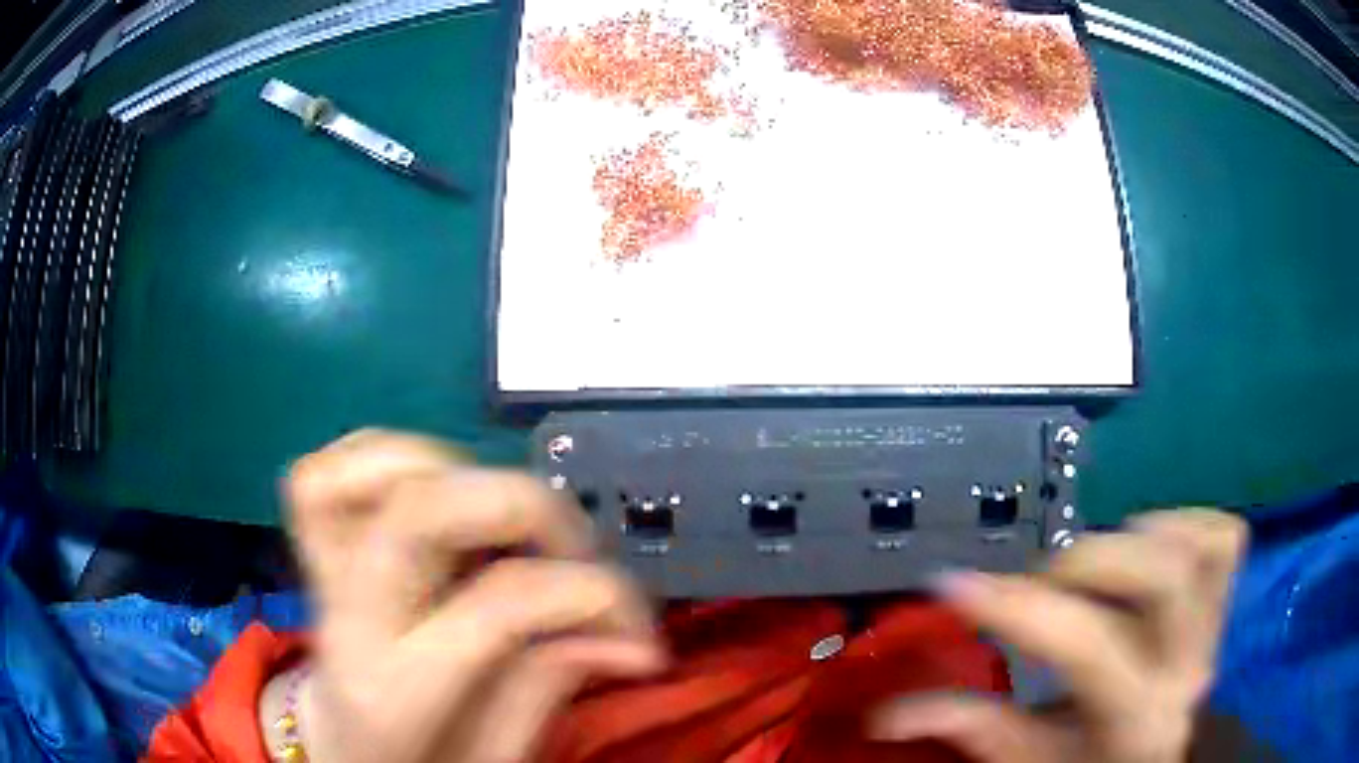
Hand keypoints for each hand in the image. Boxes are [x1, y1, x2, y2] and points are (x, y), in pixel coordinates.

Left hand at [270, 430, 665, 762]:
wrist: (342, 755)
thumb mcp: (494, 757)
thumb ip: (549, 690)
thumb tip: (624, 639)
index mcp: (396, 689)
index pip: (497, 604)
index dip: (588, 596)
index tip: (637, 630)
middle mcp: (349, 616)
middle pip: (423, 509)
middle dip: (526, 505)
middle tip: (578, 548)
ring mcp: (322, 573)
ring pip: (368, 470)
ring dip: (456, 471)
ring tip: (504, 522)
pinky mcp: (314, 549)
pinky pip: (330, 470)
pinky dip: (391, 458)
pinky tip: (438, 494)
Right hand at [872, 510, 1247, 762]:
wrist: (1155, 756)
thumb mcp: (1031, 758)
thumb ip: (971, 730)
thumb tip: (890, 714)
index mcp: (1134, 716)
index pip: (1086, 646)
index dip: (1019, 608)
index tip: (957, 585)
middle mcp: (1185, 664)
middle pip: (1163, 575)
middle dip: (1089, 562)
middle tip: (1042, 580)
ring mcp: (1211, 627)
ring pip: (1199, 546)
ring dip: (1139, 536)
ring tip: (1097, 565)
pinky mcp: (1223, 601)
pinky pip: (1225, 536)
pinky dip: (1184, 524)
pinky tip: (1148, 545)